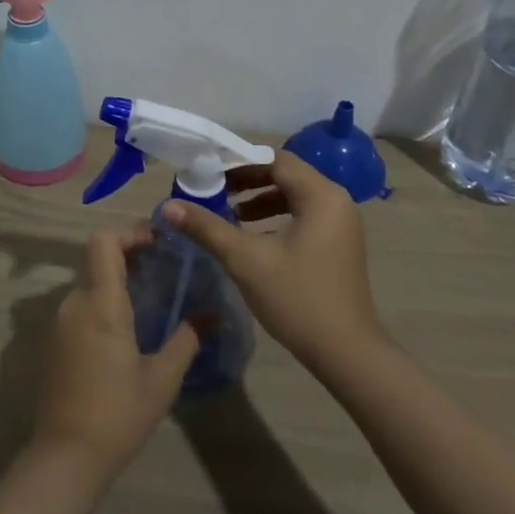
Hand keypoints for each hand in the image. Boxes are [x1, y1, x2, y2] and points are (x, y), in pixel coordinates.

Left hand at [31, 226, 198, 478]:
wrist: (65, 457)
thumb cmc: (118, 414)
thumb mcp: (162, 378)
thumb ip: (187, 339)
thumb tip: (212, 314)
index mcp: (100, 303)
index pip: (104, 241)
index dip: (130, 232)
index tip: (159, 242)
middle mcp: (75, 303)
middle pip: (98, 259)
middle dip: (131, 257)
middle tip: (166, 270)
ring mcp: (60, 322)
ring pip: (90, 283)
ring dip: (118, 281)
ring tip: (153, 300)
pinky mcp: (55, 341)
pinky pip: (81, 306)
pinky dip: (104, 303)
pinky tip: (128, 330)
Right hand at [162, 150, 384, 374]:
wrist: (346, 353)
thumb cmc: (297, 299)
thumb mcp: (246, 260)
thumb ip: (207, 228)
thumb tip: (168, 207)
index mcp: (321, 195)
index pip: (275, 160)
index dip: (239, 163)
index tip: (207, 172)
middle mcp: (336, 200)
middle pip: (286, 174)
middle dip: (247, 181)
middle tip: (213, 190)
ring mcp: (342, 223)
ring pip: (294, 196)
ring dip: (260, 199)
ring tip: (228, 213)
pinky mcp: (339, 243)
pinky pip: (304, 215)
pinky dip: (277, 217)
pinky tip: (253, 236)